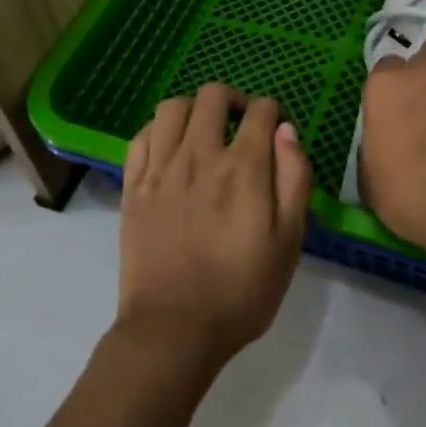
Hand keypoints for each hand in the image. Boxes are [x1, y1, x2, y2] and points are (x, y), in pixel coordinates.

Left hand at [118, 84, 312, 367]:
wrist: (173, 330)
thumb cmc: (241, 291)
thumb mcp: (289, 241)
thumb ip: (294, 179)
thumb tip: (286, 130)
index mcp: (243, 168)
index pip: (260, 111)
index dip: (273, 111)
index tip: (276, 128)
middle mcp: (199, 156)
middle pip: (213, 96)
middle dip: (234, 99)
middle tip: (241, 123)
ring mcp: (160, 169)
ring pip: (172, 107)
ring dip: (194, 109)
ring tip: (204, 132)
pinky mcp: (132, 186)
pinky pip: (141, 136)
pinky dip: (159, 130)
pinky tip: (170, 148)